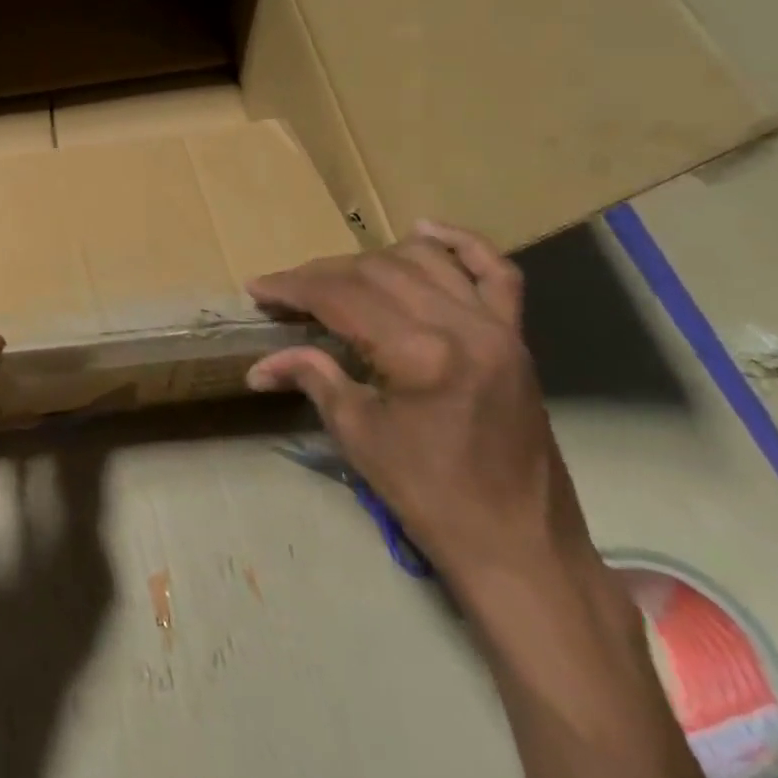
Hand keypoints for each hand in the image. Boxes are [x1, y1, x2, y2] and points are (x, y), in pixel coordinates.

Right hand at [245, 220, 591, 593]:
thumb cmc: (430, 497)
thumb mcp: (358, 435)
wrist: (519, 546)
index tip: (257, 289)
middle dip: (321, 275)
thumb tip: (259, 366)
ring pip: (423, 260)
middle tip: (286, 293)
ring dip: (372, 260)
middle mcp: (462, 326)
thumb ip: (312, 378)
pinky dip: (461, 244)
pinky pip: (496, 272)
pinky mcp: (517, 338)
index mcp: (420, 354)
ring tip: (338, 279)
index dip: (292, 287)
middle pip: (375, 271)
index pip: (340, 296)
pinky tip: (424, 231)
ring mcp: (497, 327)